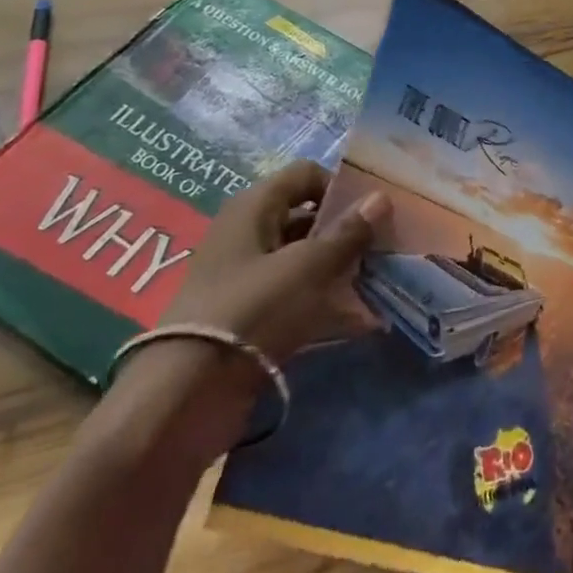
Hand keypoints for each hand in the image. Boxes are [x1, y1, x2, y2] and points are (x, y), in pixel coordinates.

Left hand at [103, 161, 390, 461]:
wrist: (186, 397)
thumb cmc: (252, 310)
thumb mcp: (308, 267)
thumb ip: (347, 233)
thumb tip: (381, 197)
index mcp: (254, 207)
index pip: (305, 175)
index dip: (340, 186)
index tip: (373, 213)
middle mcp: (248, 234)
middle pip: (307, 217)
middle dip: (347, 231)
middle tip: (386, 248)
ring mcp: (247, 278)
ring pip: (304, 260)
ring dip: (341, 269)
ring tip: (381, 283)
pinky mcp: (249, 317)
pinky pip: (296, 297)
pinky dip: (326, 303)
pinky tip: (361, 320)